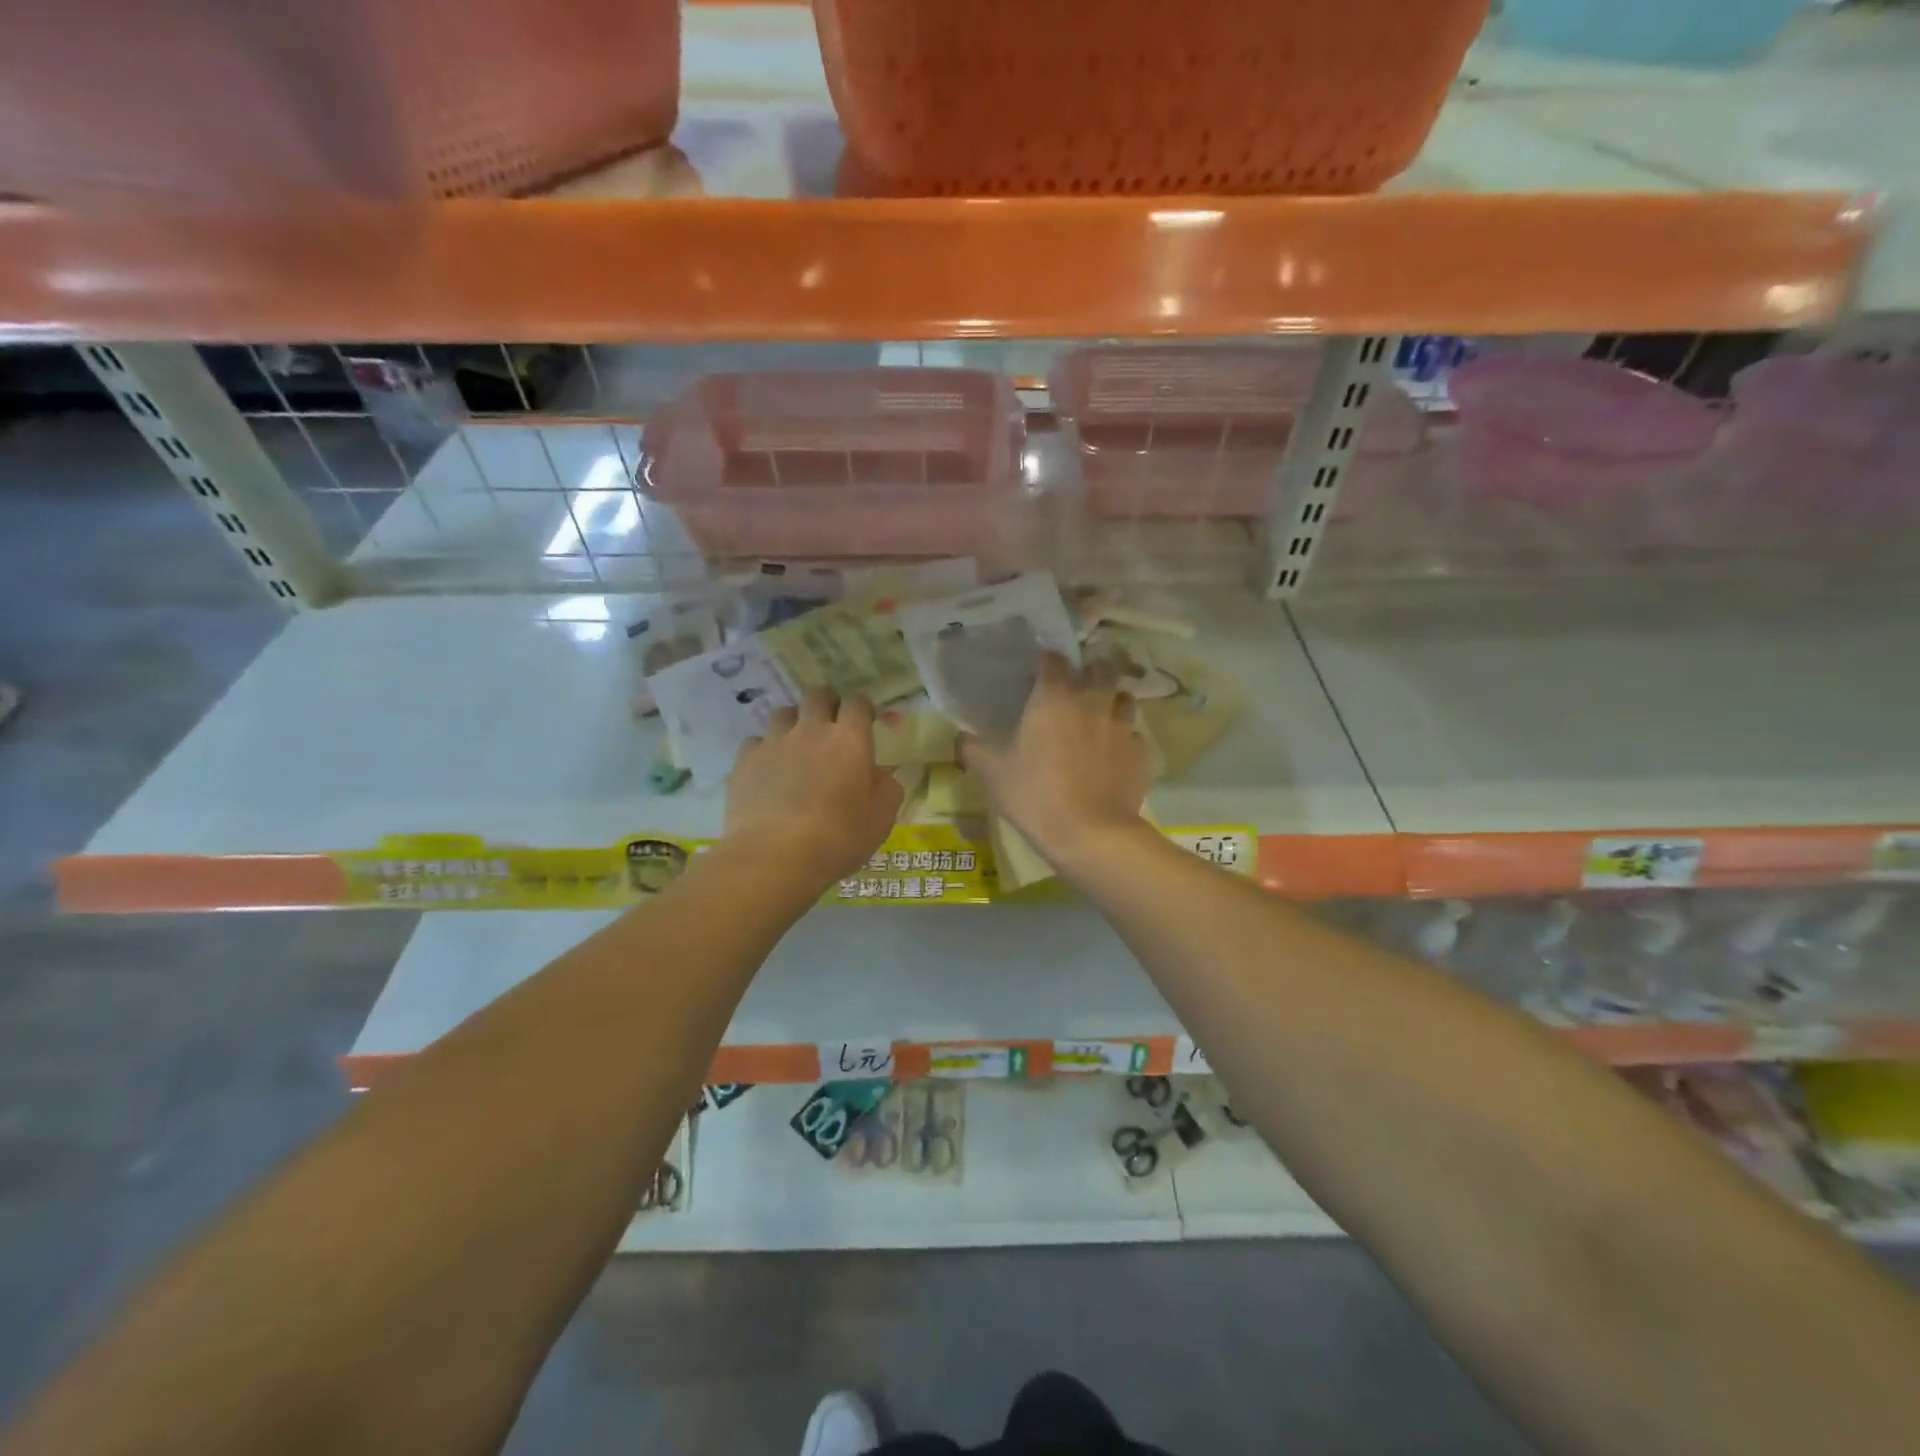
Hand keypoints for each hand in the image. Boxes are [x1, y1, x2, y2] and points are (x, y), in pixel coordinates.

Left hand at [725, 688, 903, 884]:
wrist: (775, 856)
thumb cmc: (838, 839)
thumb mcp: (881, 819)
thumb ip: (887, 788)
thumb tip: (881, 774)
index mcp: (850, 740)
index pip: (858, 704)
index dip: (863, 708)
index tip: (866, 721)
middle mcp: (811, 730)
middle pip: (818, 696)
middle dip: (828, 704)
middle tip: (831, 725)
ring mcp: (774, 742)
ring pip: (784, 713)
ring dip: (794, 723)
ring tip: (796, 745)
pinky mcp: (745, 760)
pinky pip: (756, 741)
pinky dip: (765, 749)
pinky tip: (768, 768)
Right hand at [959, 653, 1151, 869]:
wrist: (1091, 834)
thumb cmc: (1036, 796)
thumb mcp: (993, 774)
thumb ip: (974, 749)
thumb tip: (961, 735)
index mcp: (1054, 697)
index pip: (1054, 659)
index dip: (1046, 661)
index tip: (1038, 671)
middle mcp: (1092, 701)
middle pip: (1099, 667)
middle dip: (1089, 671)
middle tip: (1076, 686)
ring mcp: (1122, 725)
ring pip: (1124, 696)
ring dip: (1111, 699)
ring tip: (1099, 714)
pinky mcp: (1141, 751)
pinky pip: (1133, 733)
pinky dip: (1124, 737)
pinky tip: (1113, 753)